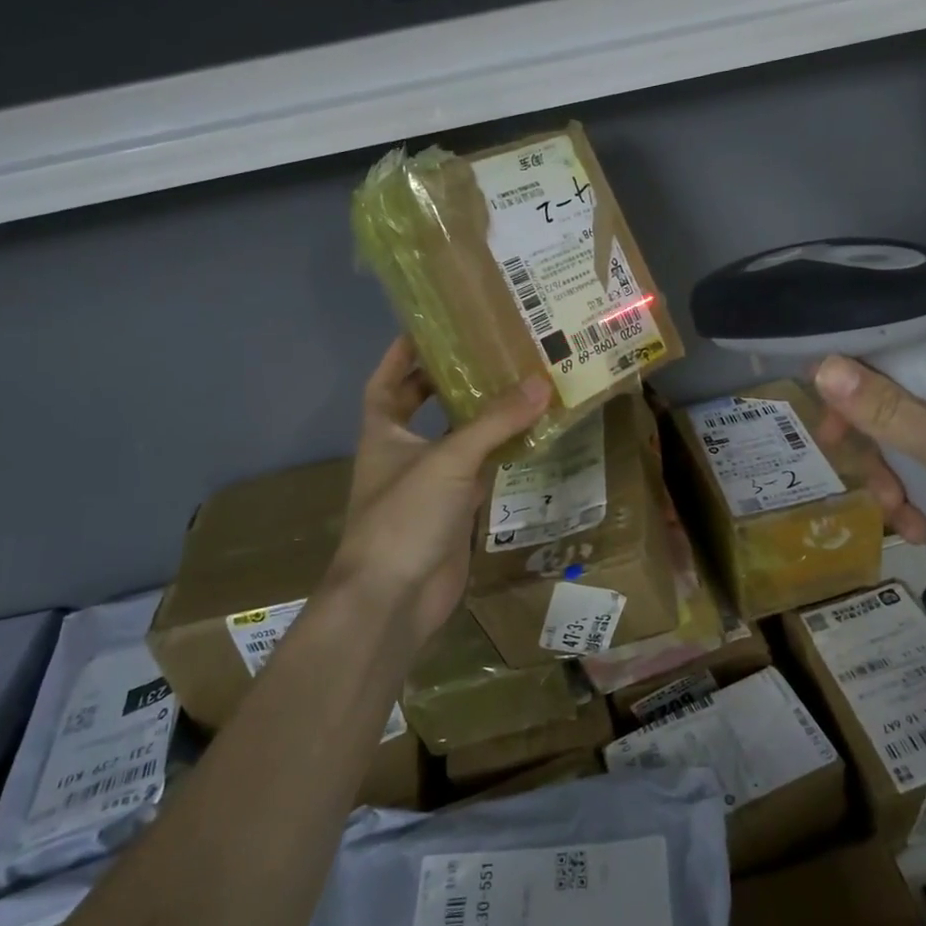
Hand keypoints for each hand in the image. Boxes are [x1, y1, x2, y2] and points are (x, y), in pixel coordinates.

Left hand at [327, 339, 549, 650]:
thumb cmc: (404, 516)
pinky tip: (529, 436)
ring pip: (457, 439)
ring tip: (518, 383)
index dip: (402, 354)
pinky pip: (480, 472)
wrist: (394, 599)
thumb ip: (496, 422)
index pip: (387, 381)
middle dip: (447, 380)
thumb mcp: (449, 460)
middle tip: (488, 351)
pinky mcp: (454, 512)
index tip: (430, 326)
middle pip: (423, 406)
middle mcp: (403, 453)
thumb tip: (541, 383)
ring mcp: (430, 485)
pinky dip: (500, 454)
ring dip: (482, 417)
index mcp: (384, 432)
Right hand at [811, 331, 925, 610]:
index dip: (853, 381)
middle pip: (897, 401)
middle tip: (868, 485)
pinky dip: (924, 498)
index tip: (828, 424)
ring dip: (897, 481)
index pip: (894, 350)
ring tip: (901, 520)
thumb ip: (887, 410)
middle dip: (876, 448)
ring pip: (914, 442)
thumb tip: (821, 365)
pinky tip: (922, 530)